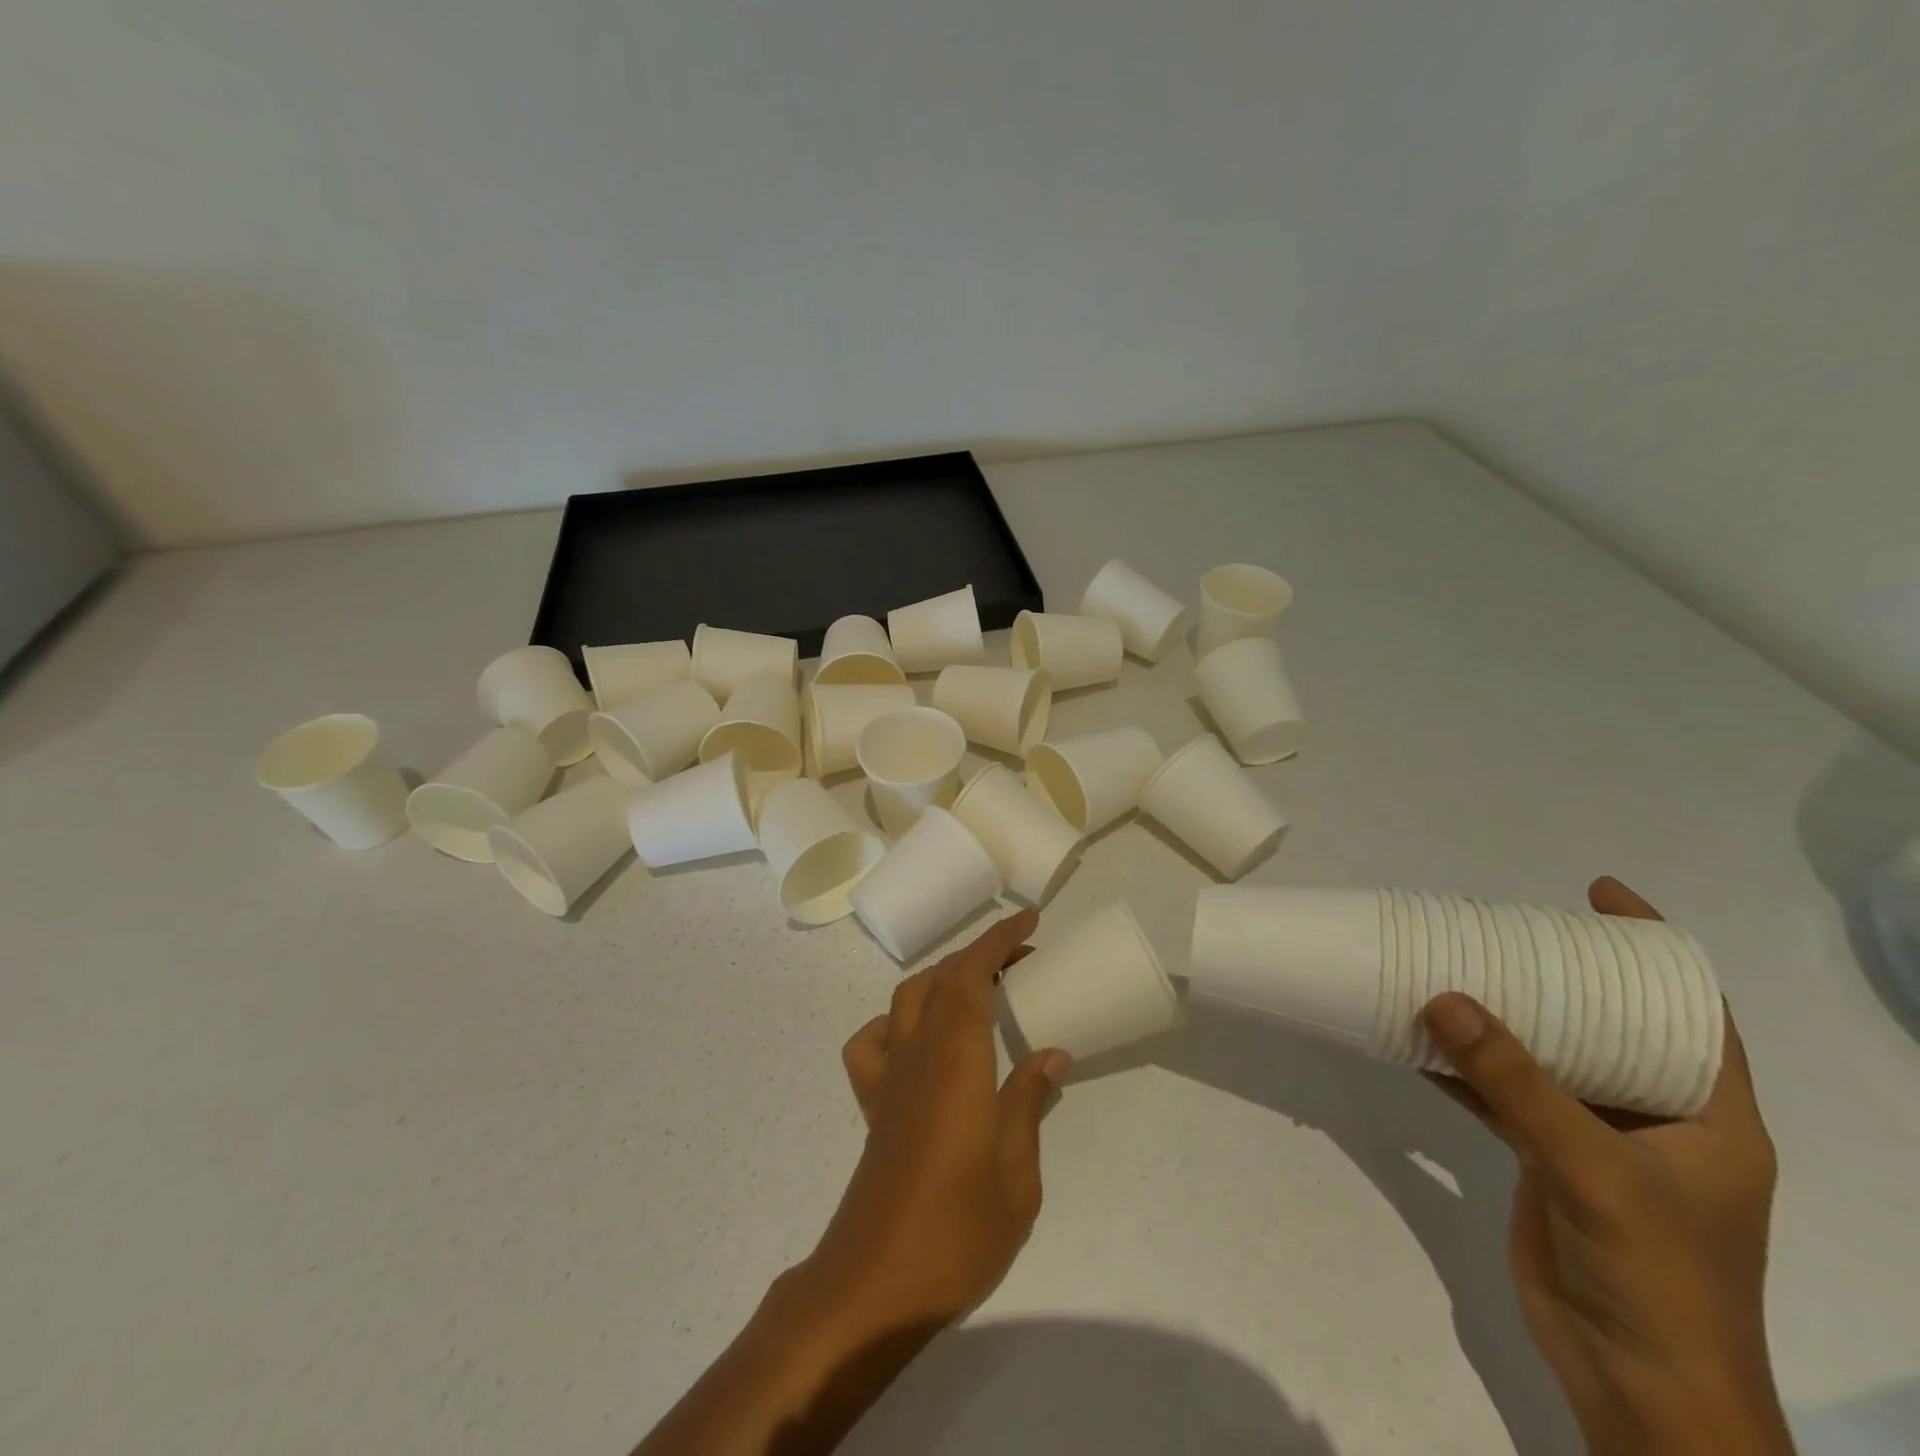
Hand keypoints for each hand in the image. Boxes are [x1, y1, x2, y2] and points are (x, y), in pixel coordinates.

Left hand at [811, 909, 1069, 1334]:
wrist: (874, 1285)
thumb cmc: (957, 1232)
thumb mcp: (1017, 1175)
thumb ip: (1029, 1105)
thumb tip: (1052, 1054)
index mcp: (957, 1061)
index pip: (972, 976)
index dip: (998, 941)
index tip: (1029, 923)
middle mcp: (917, 1054)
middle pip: (941, 978)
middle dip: (980, 953)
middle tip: (1022, 958)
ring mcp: (888, 1077)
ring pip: (907, 998)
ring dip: (942, 977)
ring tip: (978, 988)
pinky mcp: (872, 1104)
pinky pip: (871, 1043)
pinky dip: (894, 1023)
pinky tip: (917, 1040)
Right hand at [1422, 877, 1790, 1454]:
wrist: (1639, 1388)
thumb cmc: (1657, 1276)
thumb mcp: (1594, 1169)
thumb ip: (1516, 1082)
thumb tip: (1444, 997)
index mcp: (1709, 1115)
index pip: (1695, 1013)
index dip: (1654, 951)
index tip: (1599, 897)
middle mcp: (1657, 1119)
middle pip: (1609, 1026)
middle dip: (1560, 976)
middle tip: (1505, 927)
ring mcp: (1598, 1142)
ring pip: (1546, 1059)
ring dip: (1500, 1021)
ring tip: (1452, 969)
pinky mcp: (1548, 1162)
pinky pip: (1503, 1097)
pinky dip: (1464, 1069)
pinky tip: (1420, 1041)